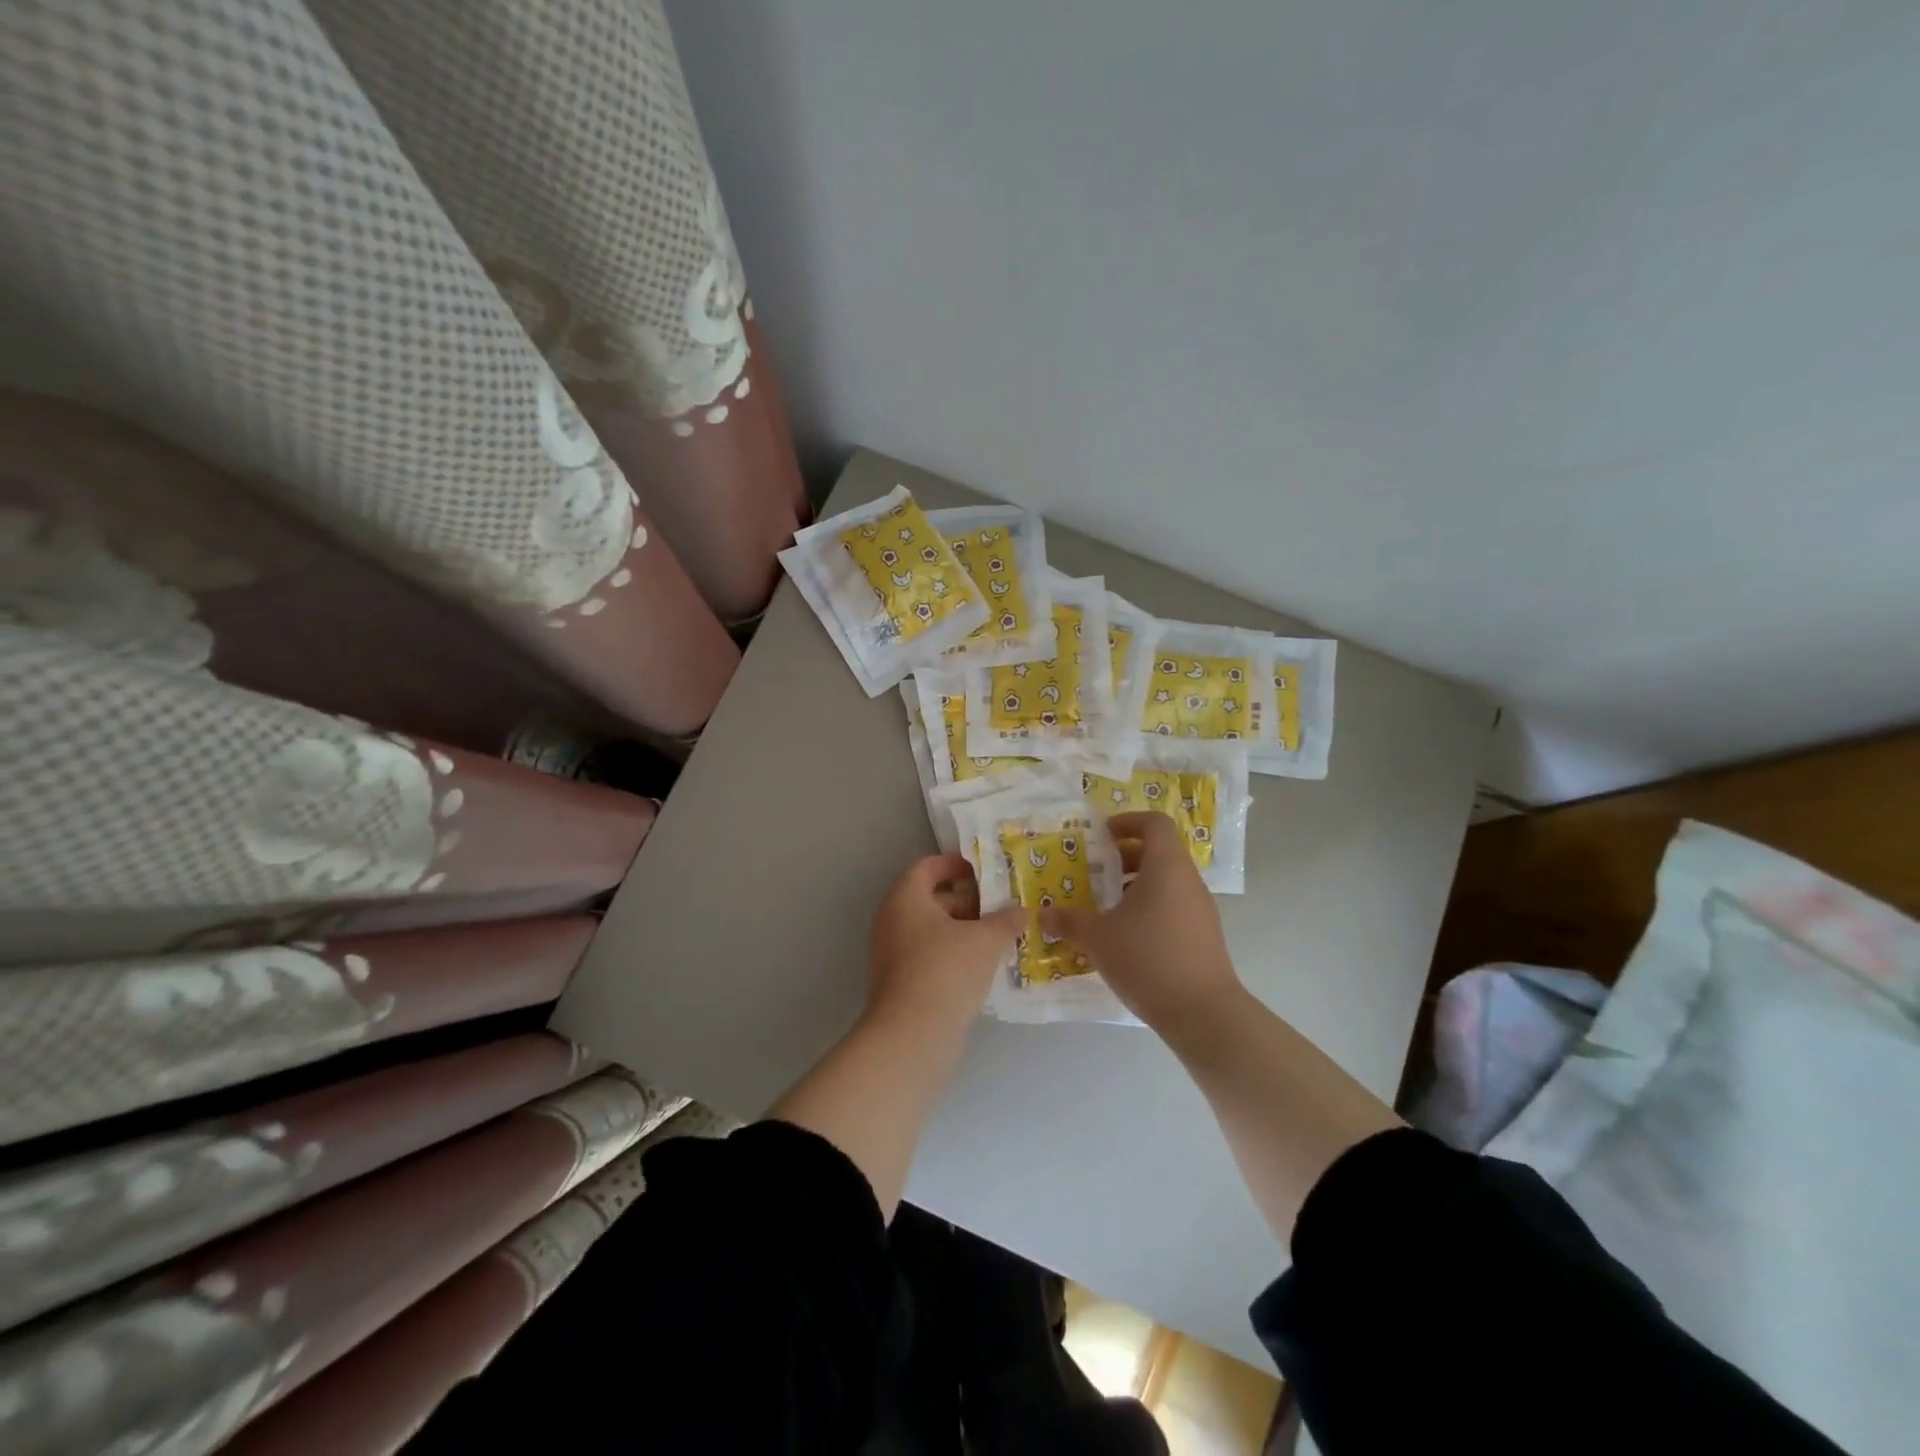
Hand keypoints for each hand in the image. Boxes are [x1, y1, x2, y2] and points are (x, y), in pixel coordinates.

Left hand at [866, 853, 1023, 1040]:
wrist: (912, 1037)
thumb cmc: (946, 971)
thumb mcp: (985, 940)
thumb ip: (1005, 920)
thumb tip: (1022, 910)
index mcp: (905, 899)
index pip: (927, 867)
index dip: (955, 863)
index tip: (985, 869)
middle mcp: (893, 921)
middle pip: (932, 899)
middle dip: (970, 901)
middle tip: (1004, 906)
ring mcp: (894, 955)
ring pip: (934, 931)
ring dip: (966, 931)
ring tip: (1003, 937)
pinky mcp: (902, 984)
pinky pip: (932, 957)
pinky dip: (956, 955)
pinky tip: (986, 967)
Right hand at [1040, 811, 1244, 1033]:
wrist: (1203, 1013)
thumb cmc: (1148, 959)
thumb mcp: (1098, 938)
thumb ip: (1069, 921)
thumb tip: (1043, 913)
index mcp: (1166, 867)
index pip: (1155, 823)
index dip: (1128, 822)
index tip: (1102, 835)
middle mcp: (1188, 881)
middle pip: (1160, 852)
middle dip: (1125, 857)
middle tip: (1095, 872)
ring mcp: (1201, 909)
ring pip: (1167, 882)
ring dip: (1136, 886)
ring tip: (1106, 907)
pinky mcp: (1204, 936)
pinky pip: (1174, 906)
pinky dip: (1150, 908)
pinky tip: (1126, 937)